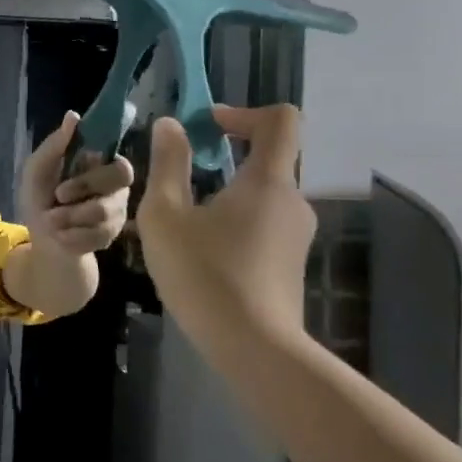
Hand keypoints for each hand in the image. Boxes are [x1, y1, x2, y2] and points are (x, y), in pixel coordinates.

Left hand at [17, 112, 134, 255]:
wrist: (43, 242)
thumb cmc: (40, 200)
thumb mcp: (37, 171)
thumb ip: (54, 145)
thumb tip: (73, 115)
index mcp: (100, 165)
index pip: (120, 164)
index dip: (92, 175)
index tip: (63, 186)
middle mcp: (116, 187)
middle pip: (120, 183)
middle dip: (82, 192)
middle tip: (57, 200)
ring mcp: (118, 213)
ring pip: (104, 212)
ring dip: (69, 218)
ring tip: (52, 221)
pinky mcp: (112, 236)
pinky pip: (98, 236)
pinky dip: (72, 237)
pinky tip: (61, 237)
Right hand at [136, 104, 314, 342]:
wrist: (253, 349)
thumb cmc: (204, 273)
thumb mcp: (166, 215)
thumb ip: (168, 164)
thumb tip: (171, 125)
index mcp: (267, 180)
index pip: (280, 120)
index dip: (243, 112)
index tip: (207, 127)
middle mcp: (291, 201)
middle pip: (266, 158)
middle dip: (223, 158)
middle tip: (179, 179)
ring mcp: (295, 235)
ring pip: (260, 195)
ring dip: (224, 194)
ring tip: (182, 223)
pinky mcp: (289, 263)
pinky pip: (262, 224)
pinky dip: (234, 222)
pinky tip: (202, 254)